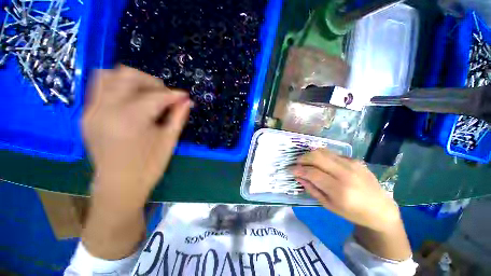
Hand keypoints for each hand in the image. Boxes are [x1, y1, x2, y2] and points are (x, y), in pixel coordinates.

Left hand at [83, 65, 191, 201]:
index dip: (174, 94)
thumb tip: (187, 101)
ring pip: (107, 76)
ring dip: (130, 80)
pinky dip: (116, 87)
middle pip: (127, 75)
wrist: (118, 186)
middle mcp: (106, 109)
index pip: (156, 96)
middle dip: (151, 81)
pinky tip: (130, 100)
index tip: (184, 96)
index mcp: (130, 119)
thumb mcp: (169, 141)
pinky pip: (98, 88)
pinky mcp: (87, 115)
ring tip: (145, 93)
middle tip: (164, 95)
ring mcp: (92, 111)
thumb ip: (178, 117)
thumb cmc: (148, 166)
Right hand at [291, 149, 400, 231]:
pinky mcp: (355, 159)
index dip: (298, 169)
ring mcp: (352, 164)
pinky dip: (322, 156)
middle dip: (302, 158)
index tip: (290, 169)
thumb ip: (311, 189)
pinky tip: (321, 163)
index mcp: (339, 190)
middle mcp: (346, 173)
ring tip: (306, 161)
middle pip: (317, 157)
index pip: (312, 173)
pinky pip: (332, 153)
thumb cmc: (352, 212)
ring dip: (310, 154)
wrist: (380, 209)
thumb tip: (298, 176)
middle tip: (297, 163)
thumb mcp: (328, 205)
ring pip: (323, 151)